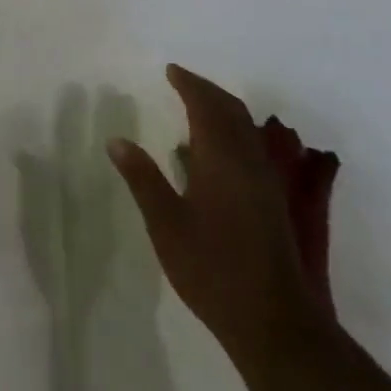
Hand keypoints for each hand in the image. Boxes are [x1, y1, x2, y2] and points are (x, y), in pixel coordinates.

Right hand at [108, 64, 340, 359]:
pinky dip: (232, 131)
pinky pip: (251, 147)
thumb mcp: (165, 224)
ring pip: (246, 128)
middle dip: (207, 90)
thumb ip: (143, 178)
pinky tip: (214, 151)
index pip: (206, 106)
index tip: (170, 70)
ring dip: (222, 109)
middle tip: (181, 81)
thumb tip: (117, 141)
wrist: (272, 320)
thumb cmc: (211, 268)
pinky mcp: (271, 201)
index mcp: (222, 159)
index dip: (189, 84)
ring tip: (196, 106)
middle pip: (232, 110)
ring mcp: (265, 182)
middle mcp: (248, 161)